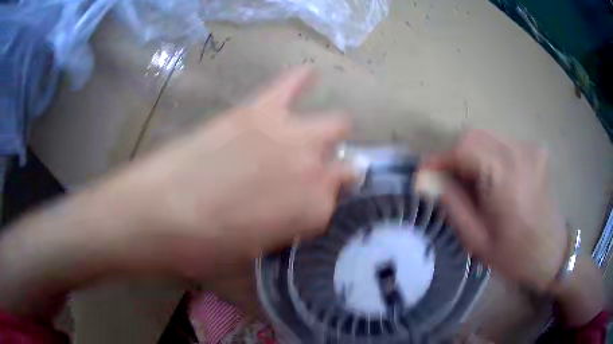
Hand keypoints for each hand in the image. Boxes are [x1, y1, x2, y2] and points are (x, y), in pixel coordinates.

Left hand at [0, 67, 353, 317]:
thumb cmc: (203, 248)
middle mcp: (313, 169)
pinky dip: (302, 79)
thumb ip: (285, 231)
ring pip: (336, 124)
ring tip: (313, 136)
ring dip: (330, 133)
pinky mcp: (258, 110)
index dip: (319, 205)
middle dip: (335, 168)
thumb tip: (291, 212)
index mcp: (313, 212)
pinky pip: (291, 84)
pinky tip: (310, 74)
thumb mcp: (253, 255)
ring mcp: (288, 134)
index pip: (335, 202)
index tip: (304, 206)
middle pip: (347, 162)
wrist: (158, 214)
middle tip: (310, 174)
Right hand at [424, 130, 566, 291]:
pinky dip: (489, 157)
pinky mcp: (535, 150)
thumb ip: (451, 204)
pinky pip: (503, 144)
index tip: (423, 174)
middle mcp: (519, 152)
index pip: (463, 149)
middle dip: (456, 156)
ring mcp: (530, 148)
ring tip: (470, 184)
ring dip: (472, 156)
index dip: (439, 159)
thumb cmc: (514, 255)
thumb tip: (425, 179)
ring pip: (488, 138)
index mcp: (505, 175)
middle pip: (474, 137)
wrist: (551, 253)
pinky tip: (492, 180)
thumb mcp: (477, 239)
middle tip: (447, 183)